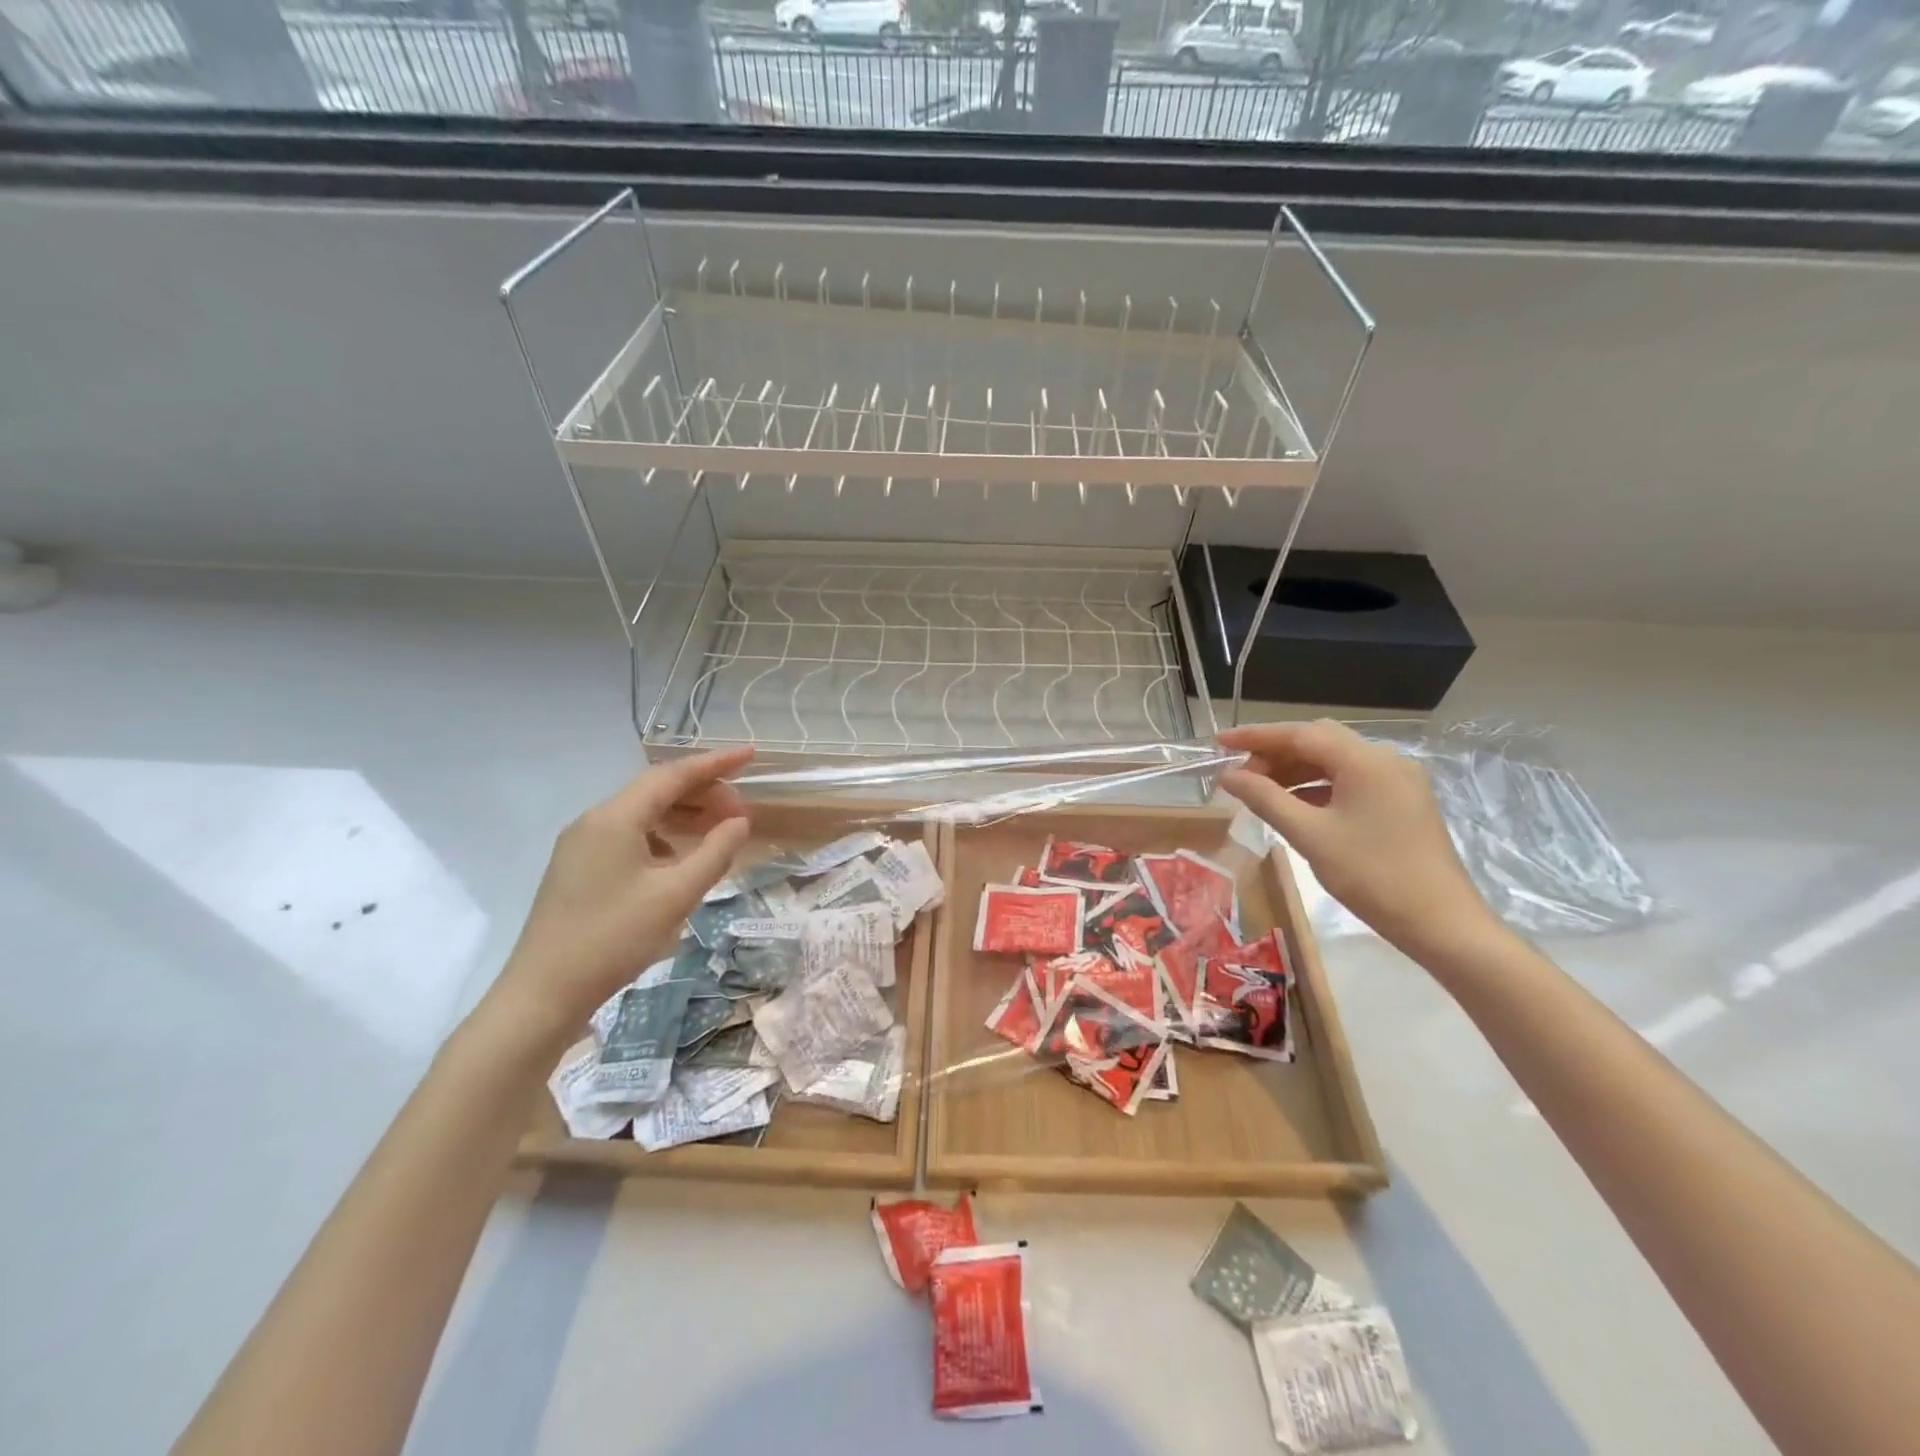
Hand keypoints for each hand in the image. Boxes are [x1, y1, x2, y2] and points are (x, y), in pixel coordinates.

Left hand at [488, 748, 753, 1037]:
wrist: (542, 994)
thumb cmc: (613, 939)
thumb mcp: (675, 895)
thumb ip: (715, 853)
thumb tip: (740, 822)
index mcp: (614, 818)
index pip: (672, 775)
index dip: (715, 763)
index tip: (750, 754)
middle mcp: (594, 821)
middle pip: (656, 791)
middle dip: (702, 793)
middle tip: (741, 811)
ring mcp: (581, 845)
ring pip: (642, 814)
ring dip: (683, 816)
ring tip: (719, 831)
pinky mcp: (578, 868)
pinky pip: (629, 836)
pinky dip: (663, 837)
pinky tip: (681, 860)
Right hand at [1218, 720, 1498, 960]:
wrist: (1442, 923)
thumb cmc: (1372, 876)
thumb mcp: (1310, 836)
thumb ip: (1265, 799)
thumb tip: (1228, 776)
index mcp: (1364, 761)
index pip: (1300, 734)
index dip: (1255, 736)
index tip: (1219, 742)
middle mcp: (1384, 760)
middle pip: (1319, 741)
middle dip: (1275, 753)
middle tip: (1240, 774)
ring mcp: (1397, 780)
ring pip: (1335, 761)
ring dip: (1295, 770)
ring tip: (1260, 792)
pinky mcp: (1402, 801)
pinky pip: (1351, 780)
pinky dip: (1318, 786)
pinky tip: (1295, 806)